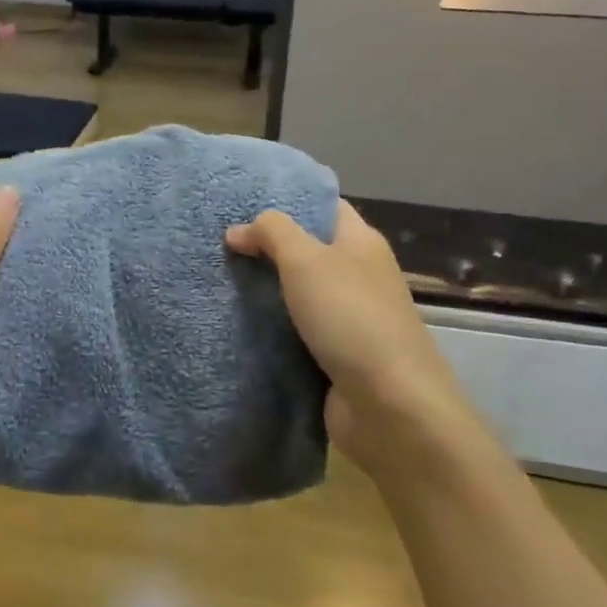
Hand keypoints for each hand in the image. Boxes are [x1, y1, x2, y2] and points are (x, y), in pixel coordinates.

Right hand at [227, 201, 469, 475]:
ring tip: (216, 280)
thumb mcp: (305, 259)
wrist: (389, 406)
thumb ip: (271, 233)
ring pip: (298, 294)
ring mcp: (348, 319)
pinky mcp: (335, 356)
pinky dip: (270, 329)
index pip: (324, 206)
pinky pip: (295, 332)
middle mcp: (358, 275)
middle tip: (218, 243)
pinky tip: (235, 324)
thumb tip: (236, 230)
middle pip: (307, 250)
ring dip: (264, 291)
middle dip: (266, 247)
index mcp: (361, 243)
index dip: (287, 199)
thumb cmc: (350, 317)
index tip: (241, 202)